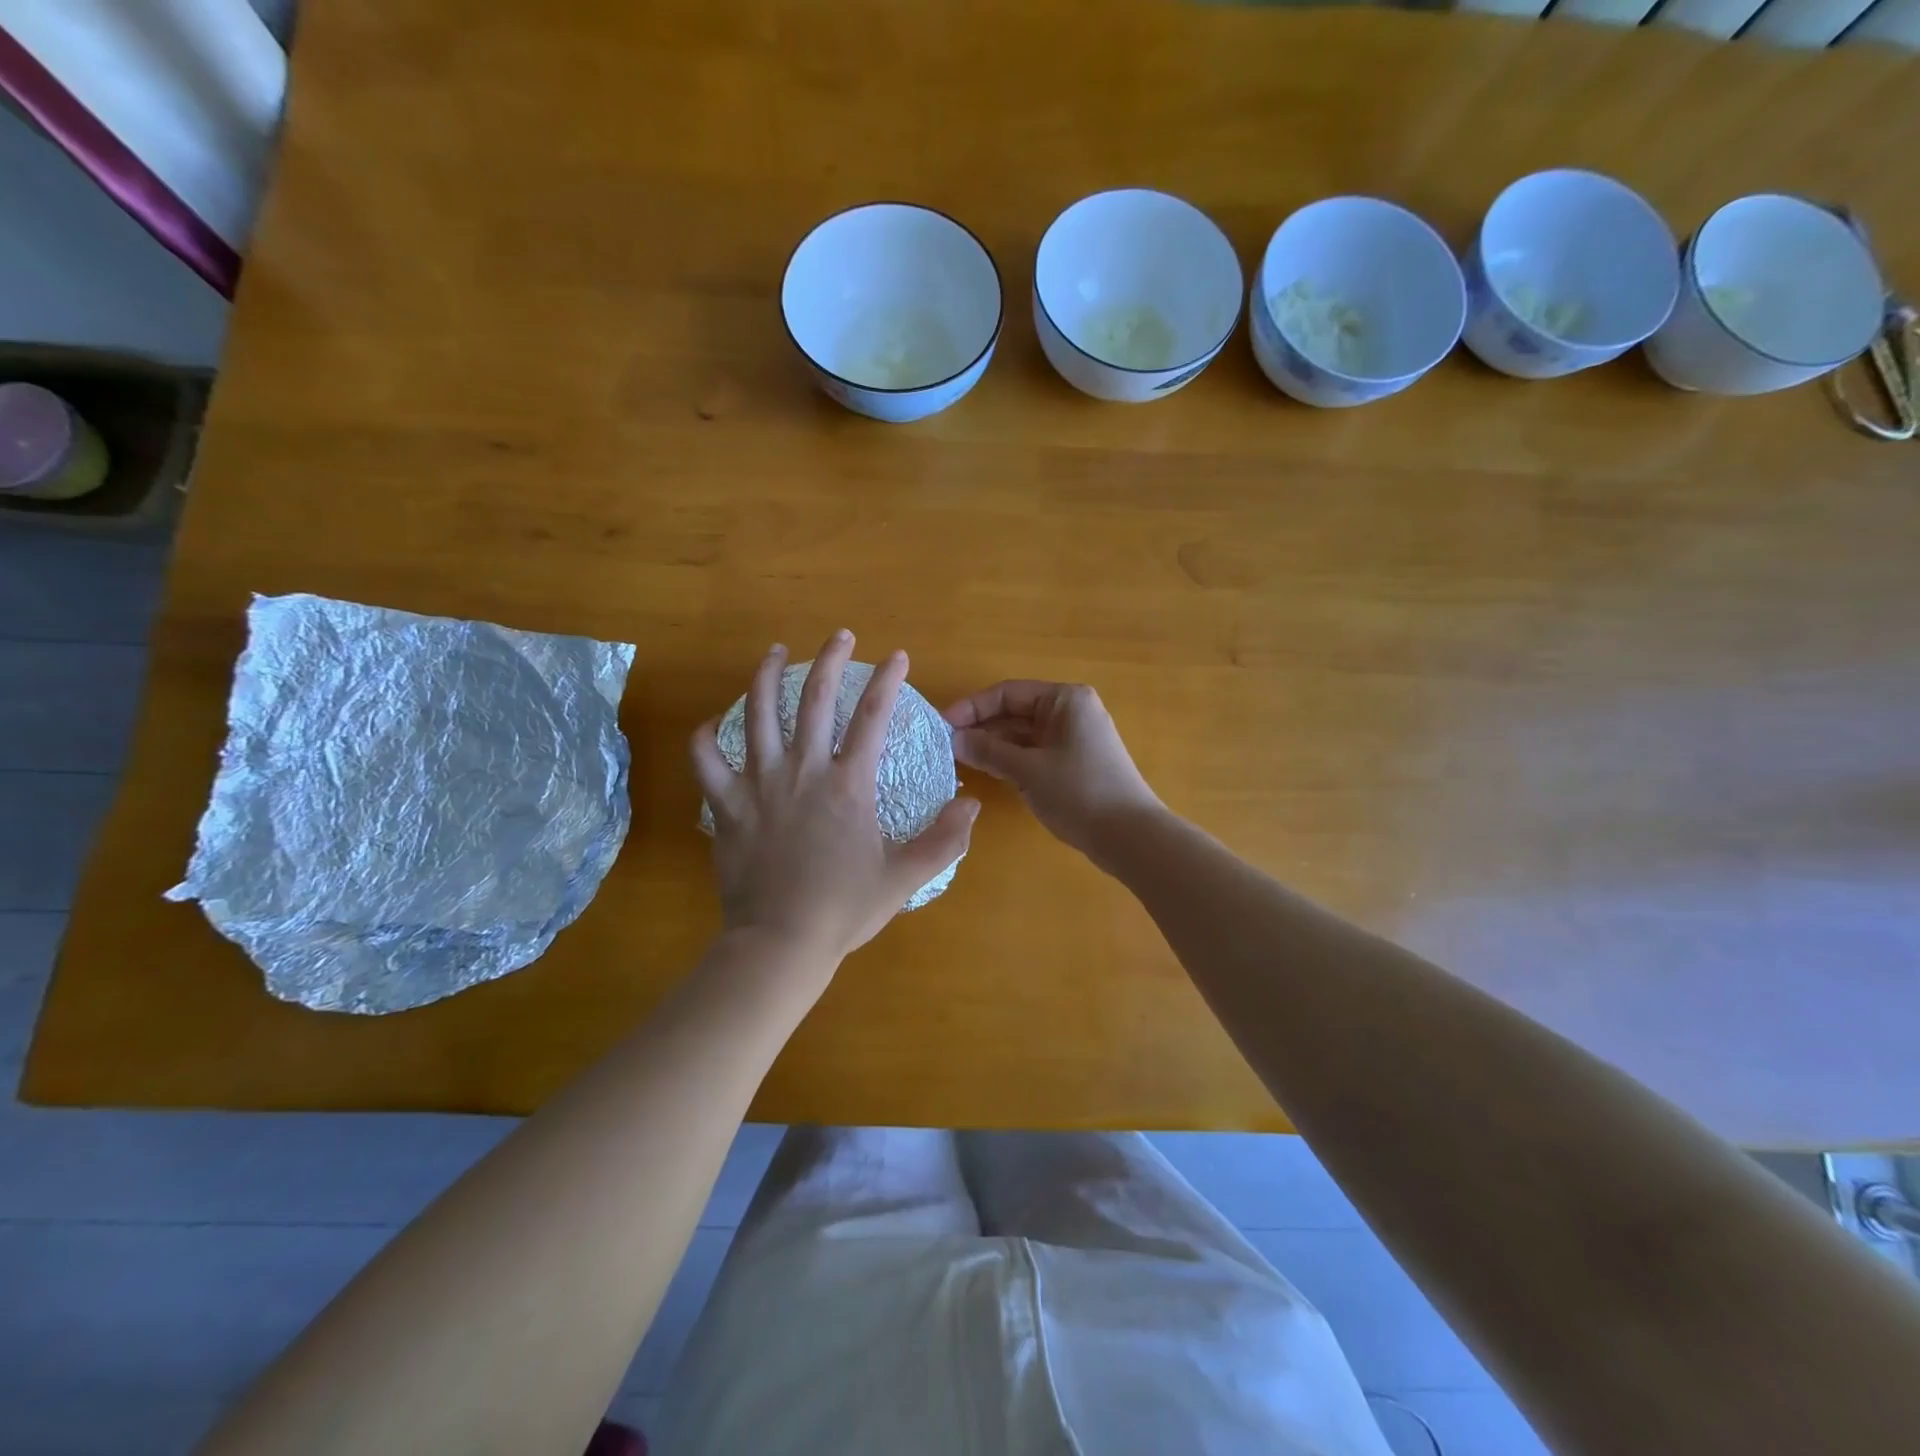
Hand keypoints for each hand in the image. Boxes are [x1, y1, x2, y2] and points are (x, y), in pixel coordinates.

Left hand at [692, 631, 979, 968]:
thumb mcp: (905, 877)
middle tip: (840, 635)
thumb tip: (970, 803)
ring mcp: (759, 783)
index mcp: (848, 784)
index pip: (873, 716)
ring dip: (766, 676)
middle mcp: (803, 770)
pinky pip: (705, 760)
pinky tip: (712, 722)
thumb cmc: (844, 909)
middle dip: (831, 659)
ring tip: (773, 652)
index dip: (888, 680)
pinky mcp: (726, 805)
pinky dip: (705, 736)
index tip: (897, 656)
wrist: (780, 942)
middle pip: (816, 698)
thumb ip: (944, 839)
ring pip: (758, 713)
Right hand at [944, 681, 1160, 860]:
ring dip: (993, 746)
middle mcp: (1070, 712)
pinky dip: (1011, 760)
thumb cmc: (1079, 792)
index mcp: (1064, 700)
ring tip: (958, 760)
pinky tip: (986, 772)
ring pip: (1023, 735)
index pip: (1007, 693)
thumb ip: (988, 751)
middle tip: (945, 746)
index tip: (942, 726)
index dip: (972, 708)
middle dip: (981, 728)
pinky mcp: (1074, 764)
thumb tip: (953, 740)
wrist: (1129, 836)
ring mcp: (1074, 739)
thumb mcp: (1028, 770)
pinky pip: (1034, 753)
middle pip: (1015, 712)